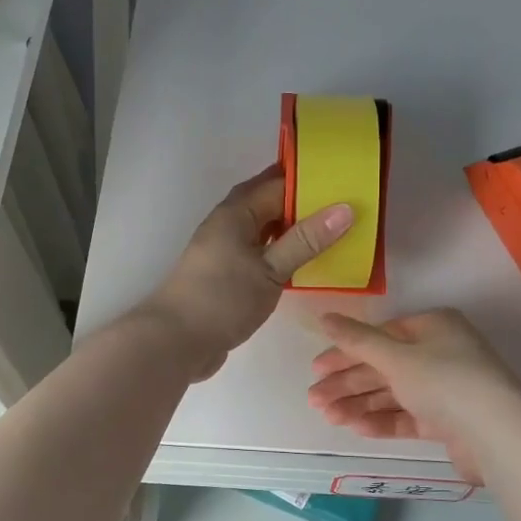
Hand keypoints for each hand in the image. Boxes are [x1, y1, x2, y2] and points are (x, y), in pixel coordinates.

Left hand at [141, 167, 353, 380]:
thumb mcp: (270, 269)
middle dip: (303, 202)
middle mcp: (228, 225)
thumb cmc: (222, 299)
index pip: (276, 183)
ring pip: (265, 230)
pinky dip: (282, 252)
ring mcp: (226, 251)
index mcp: (235, 212)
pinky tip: (304, 263)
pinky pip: (260, 253)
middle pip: (268, 203)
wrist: (175, 342)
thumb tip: (345, 208)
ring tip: (332, 231)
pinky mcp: (227, 276)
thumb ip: (306, 239)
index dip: (309, 178)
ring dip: (293, 229)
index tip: (344, 178)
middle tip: (344, 205)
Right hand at [306, 309, 520, 484]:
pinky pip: (408, 416)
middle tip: (315, 399)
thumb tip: (324, 317)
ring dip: (359, 404)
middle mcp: (440, 353)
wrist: (498, 435)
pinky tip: (356, 428)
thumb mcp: (395, 356)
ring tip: (329, 417)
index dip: (345, 351)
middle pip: (383, 366)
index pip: (379, 336)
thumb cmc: (445, 381)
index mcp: (433, 327)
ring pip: (393, 393)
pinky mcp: (448, 422)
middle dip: (347, 383)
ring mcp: (446, 389)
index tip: (316, 369)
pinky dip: (382, 420)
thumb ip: (357, 340)